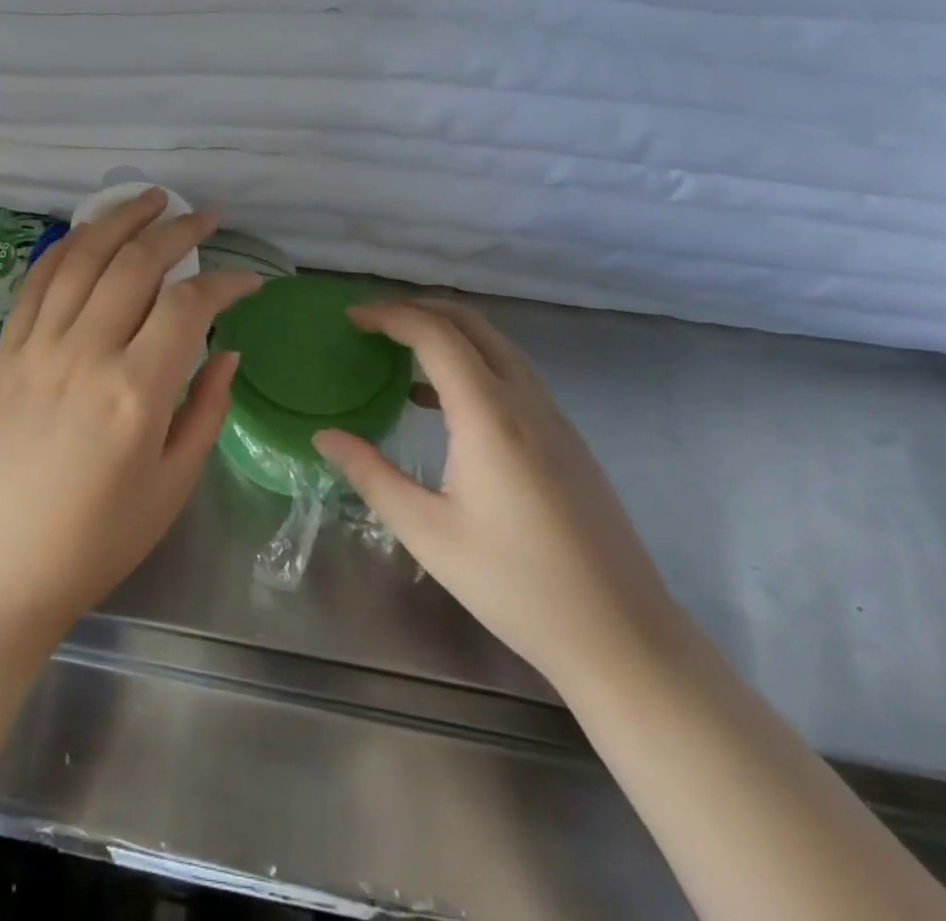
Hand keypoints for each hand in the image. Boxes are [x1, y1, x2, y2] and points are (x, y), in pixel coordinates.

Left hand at [0, 189, 261, 658]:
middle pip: (136, 264)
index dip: (225, 281)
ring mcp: (38, 348)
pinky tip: (87, 234)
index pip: (189, 305)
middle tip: (206, 216)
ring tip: (151, 198)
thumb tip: (227, 349)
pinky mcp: (5, 354)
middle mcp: (86, 353)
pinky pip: (36, 283)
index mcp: (136, 391)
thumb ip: (205, 410)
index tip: (249, 279)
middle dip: (178, 229)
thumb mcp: (171, 487)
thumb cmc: (95, 542)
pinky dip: (65, 248)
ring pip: (83, 258)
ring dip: (120, 219)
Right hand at [313, 299, 683, 688]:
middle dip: (419, 309)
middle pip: (471, 324)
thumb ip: (372, 476)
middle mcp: (525, 400)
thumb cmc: (516, 585)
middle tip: (373, 323)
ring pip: (497, 346)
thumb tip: (324, 436)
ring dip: (448, 333)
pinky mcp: (566, 438)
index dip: (391, 316)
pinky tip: (443, 402)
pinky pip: (513, 374)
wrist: (621, 634)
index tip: (352, 318)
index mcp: (489, 415)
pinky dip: (472, 362)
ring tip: (400, 352)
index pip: (436, 335)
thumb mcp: (428, 533)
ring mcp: (553, 416)